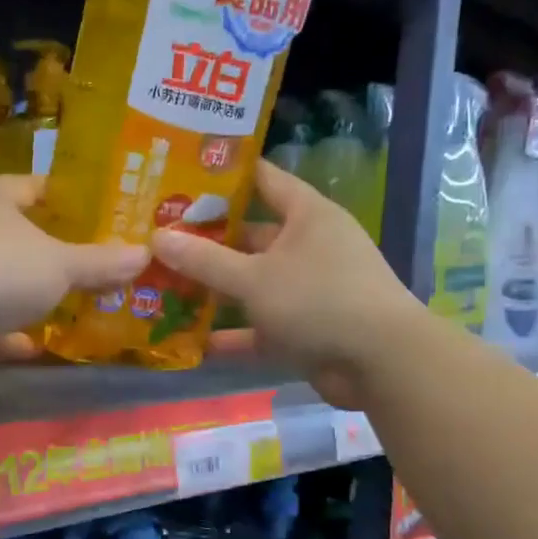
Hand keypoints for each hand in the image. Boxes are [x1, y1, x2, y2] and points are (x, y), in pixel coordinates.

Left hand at [0, 176, 148, 352]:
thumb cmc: (2, 267)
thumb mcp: (62, 264)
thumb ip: (101, 262)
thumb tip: (144, 254)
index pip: (33, 185)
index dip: (65, 198)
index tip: (97, 213)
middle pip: (14, 234)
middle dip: (49, 251)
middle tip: (89, 262)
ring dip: (26, 294)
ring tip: (67, 304)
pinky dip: (6, 333)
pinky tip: (33, 346)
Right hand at [150, 161, 419, 407]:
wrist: (381, 364)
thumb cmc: (318, 300)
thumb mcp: (254, 277)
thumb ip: (204, 260)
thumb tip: (157, 237)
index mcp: (306, 216)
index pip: (262, 179)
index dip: (224, 176)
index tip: (180, 174)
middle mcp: (307, 246)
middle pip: (249, 236)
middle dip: (205, 241)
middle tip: (156, 238)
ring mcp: (306, 290)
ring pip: (251, 284)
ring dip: (213, 290)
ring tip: (162, 287)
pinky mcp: (304, 329)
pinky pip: (259, 327)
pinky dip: (231, 335)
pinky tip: (190, 342)